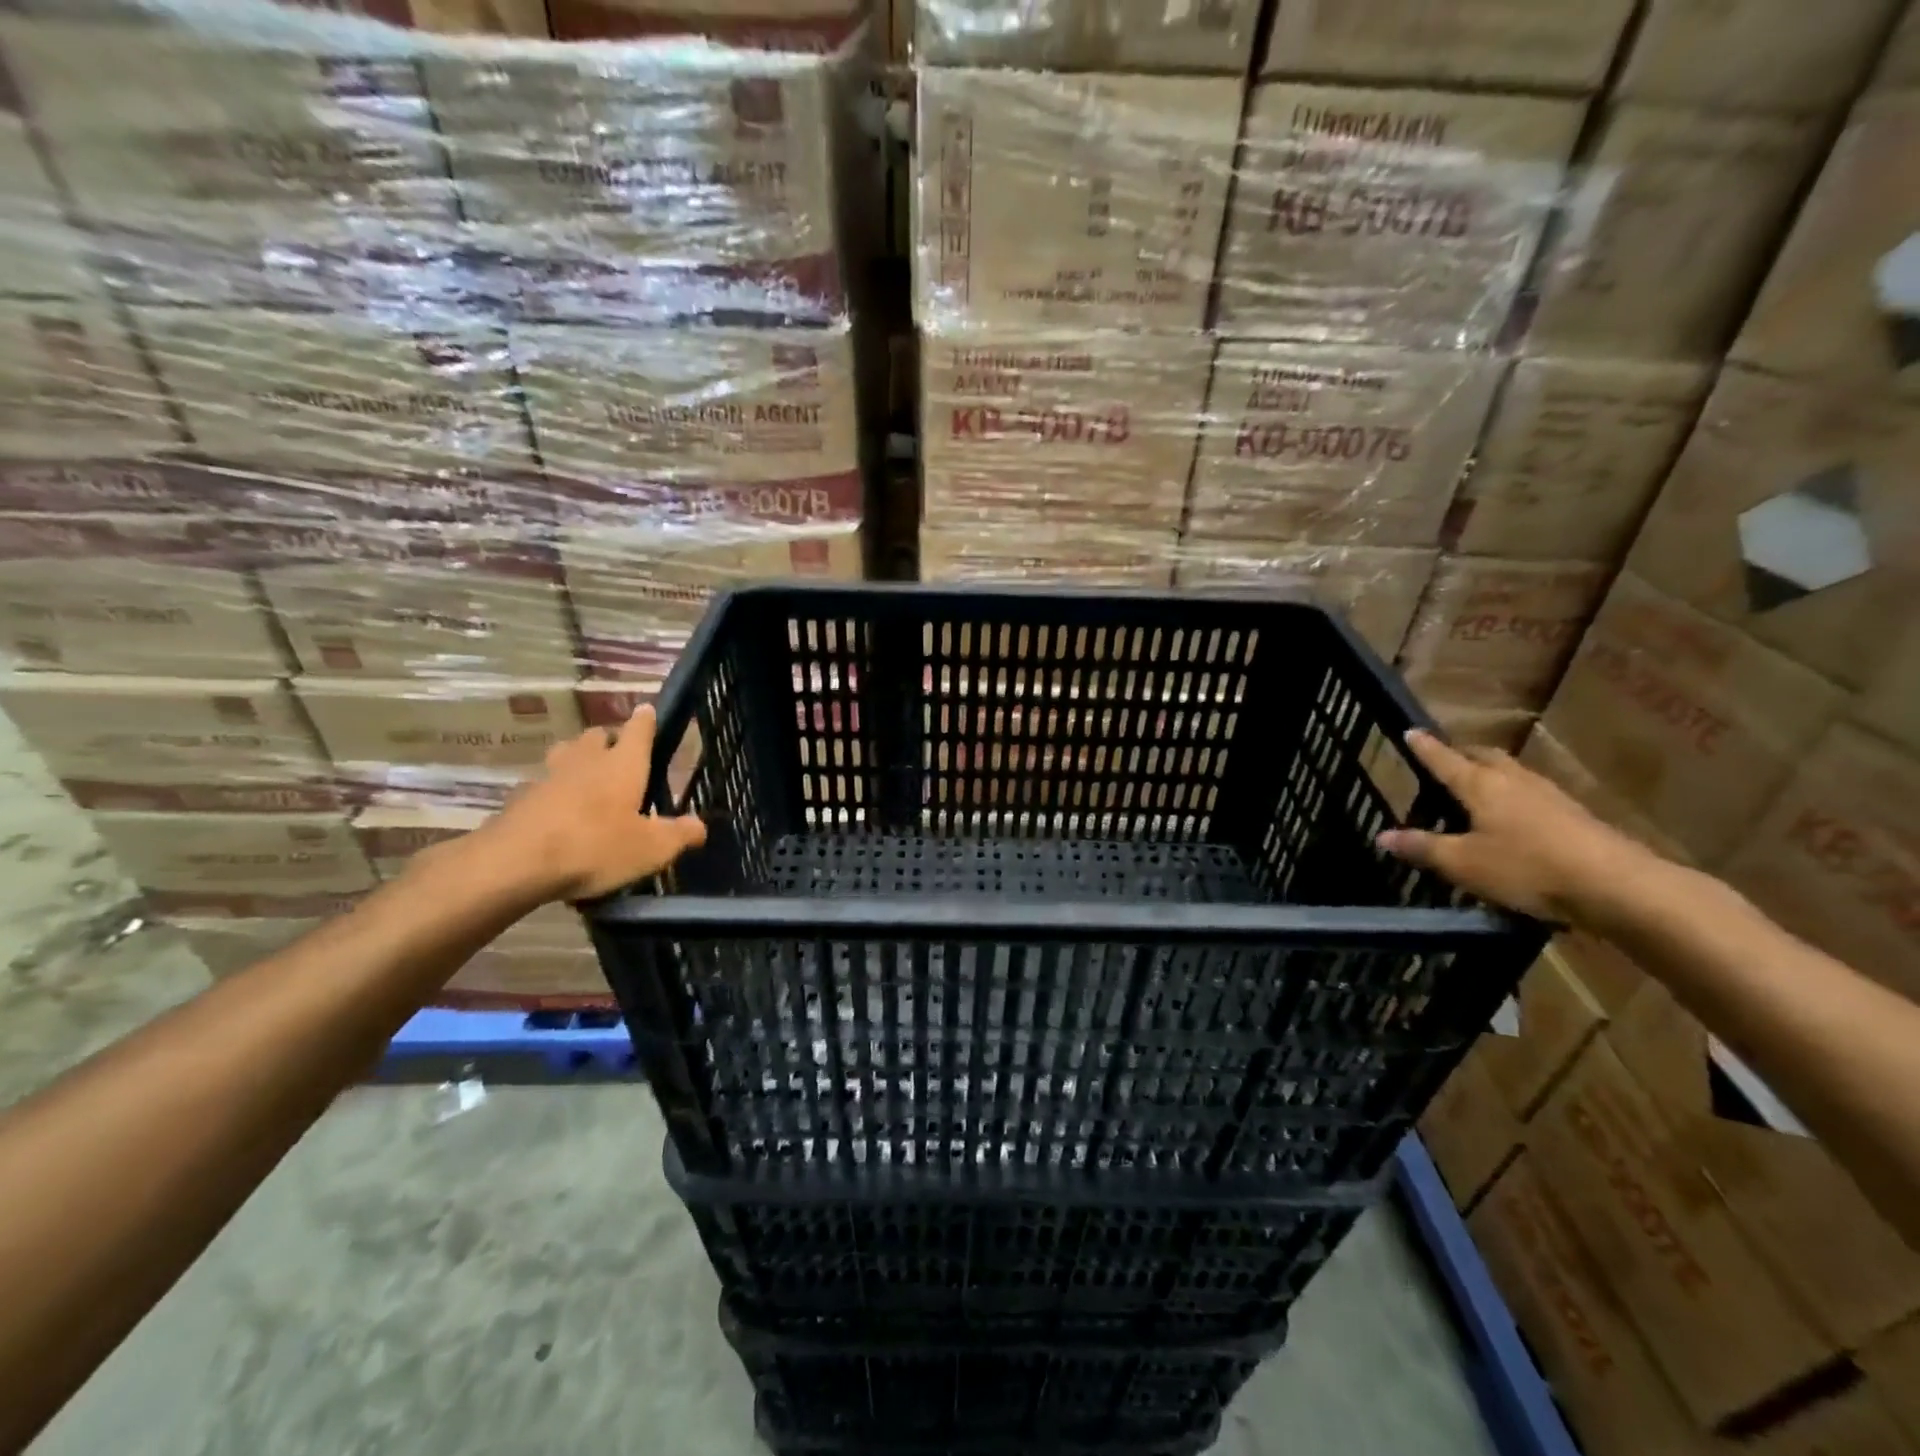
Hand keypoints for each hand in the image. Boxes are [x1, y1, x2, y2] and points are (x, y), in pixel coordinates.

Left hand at [477, 706, 707, 902]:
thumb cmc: (596, 846)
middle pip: (598, 736)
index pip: (639, 729)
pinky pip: (542, 785)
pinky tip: (559, 813)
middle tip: (620, 758)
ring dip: (578, 759)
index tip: (648, 711)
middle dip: (610, 741)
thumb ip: (679, 835)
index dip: (646, 720)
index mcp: (623, 764)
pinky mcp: (520, 798)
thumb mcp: (651, 849)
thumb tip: (700, 825)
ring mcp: (549, 776)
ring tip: (587, 779)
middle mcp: (587, 760)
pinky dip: (553, 791)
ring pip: (566, 754)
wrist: (515, 863)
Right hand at [1375, 729, 1658, 922]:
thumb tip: (1381, 836)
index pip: (1445, 760)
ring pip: (1513, 773)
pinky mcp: (1576, 816)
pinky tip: (1516, 816)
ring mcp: (1550, 796)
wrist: (1617, 886)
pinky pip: (1534, 794)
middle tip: (1447, 758)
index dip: (1425, 748)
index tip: (1411, 731)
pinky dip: (1516, 796)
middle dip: (1463, 754)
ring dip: (1492, 773)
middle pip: (1485, 757)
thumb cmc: (1528, 868)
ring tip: (1479, 784)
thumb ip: (1423, 848)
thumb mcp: (1463, 863)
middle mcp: (1514, 781)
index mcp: (1481, 786)